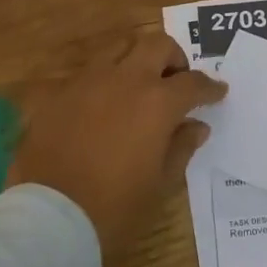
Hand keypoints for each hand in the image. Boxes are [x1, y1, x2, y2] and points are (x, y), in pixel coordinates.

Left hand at [7, 33, 225, 257]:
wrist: (48, 221)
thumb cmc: (114, 208)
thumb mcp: (159, 184)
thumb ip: (181, 148)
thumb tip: (195, 126)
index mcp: (157, 102)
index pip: (193, 82)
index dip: (210, 87)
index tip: (218, 92)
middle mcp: (125, 80)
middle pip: (157, 45)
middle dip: (173, 58)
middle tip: (176, 81)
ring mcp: (88, 82)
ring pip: (119, 47)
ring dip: (136, 58)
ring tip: (138, 84)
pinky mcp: (58, 93)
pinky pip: (87, 73)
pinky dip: (103, 80)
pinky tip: (102, 106)